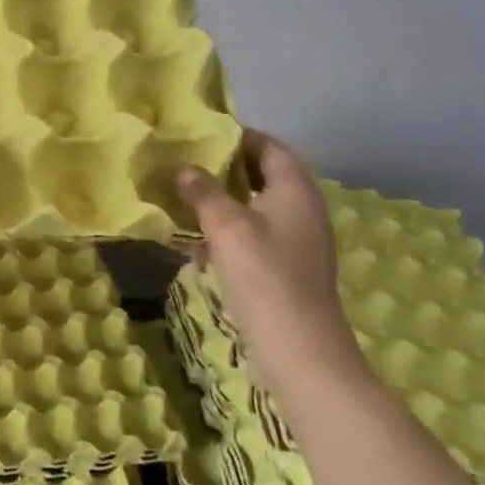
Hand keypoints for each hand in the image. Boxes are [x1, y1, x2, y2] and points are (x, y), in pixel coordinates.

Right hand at [177, 130, 363, 396]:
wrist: (300, 351)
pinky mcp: (285, 269)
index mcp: (295, 191)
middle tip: (185, 164)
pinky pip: (254, 235)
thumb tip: (184, 168)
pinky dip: (227, 231)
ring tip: (183, 199)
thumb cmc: (264, 276)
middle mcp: (301, 211)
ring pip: (255, 207)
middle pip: (263, 176)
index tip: (201, 134)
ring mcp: (296, 243)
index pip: (270, 147)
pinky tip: (196, 244)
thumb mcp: (226, 226)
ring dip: (222, 201)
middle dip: (225, 169)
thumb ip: (204, 191)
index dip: (239, 137)